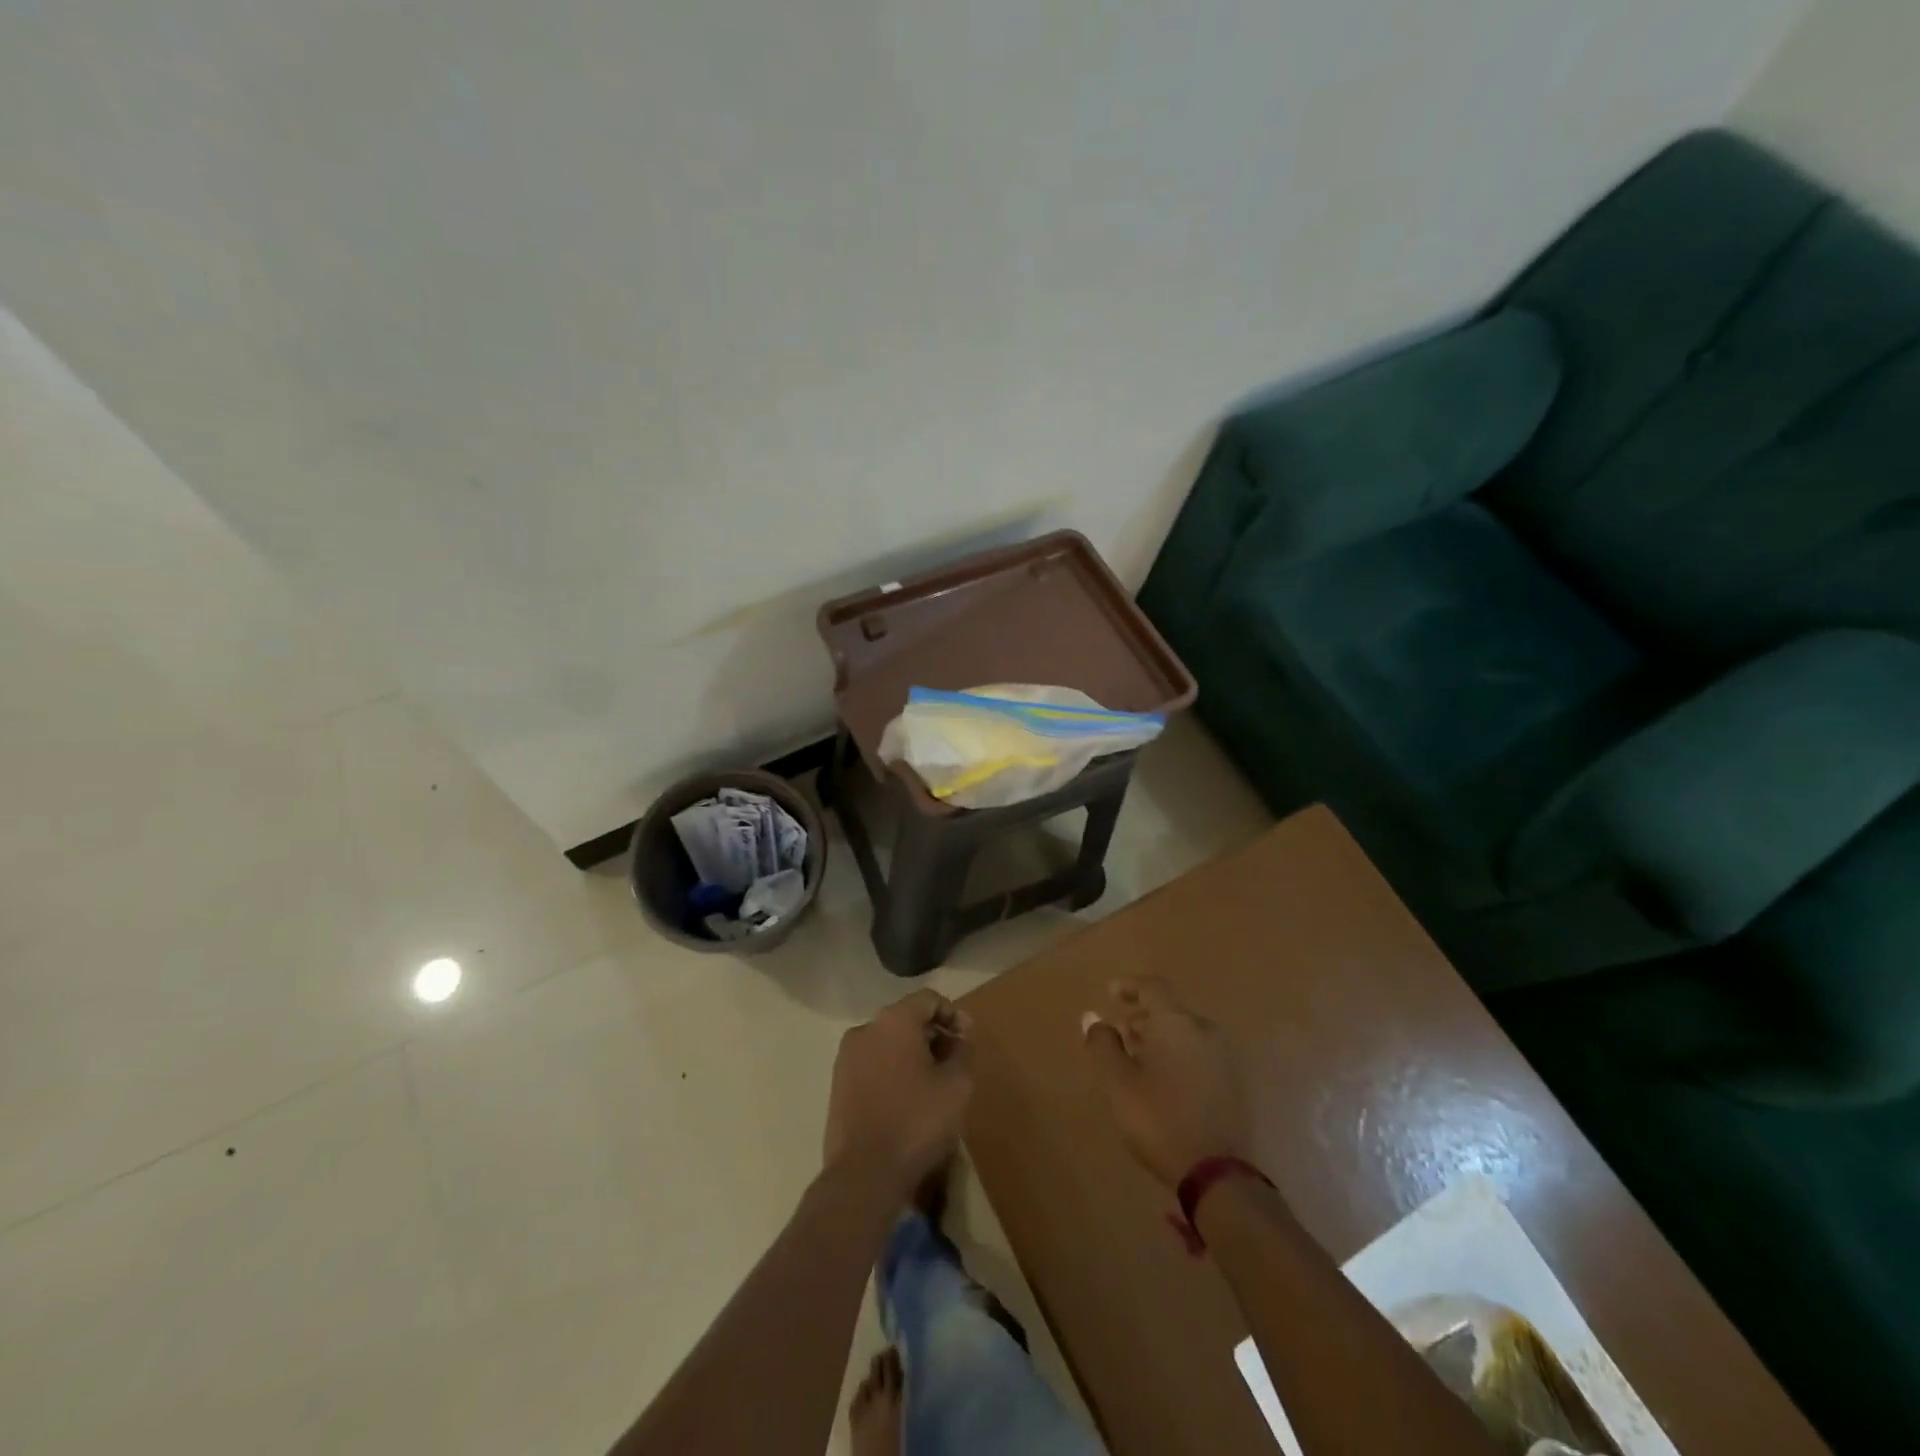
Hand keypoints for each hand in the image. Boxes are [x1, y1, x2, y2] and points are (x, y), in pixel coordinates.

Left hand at [823, 990, 973, 1199]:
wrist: (863, 1174)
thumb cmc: (917, 1121)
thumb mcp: (957, 1085)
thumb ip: (962, 1052)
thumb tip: (959, 1039)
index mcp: (894, 1020)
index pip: (928, 999)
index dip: (953, 1014)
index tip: (968, 1038)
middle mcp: (866, 1029)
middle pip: (906, 1019)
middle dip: (933, 1034)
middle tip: (954, 1060)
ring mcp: (847, 1057)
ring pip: (887, 1042)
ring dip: (912, 1053)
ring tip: (932, 1082)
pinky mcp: (838, 1085)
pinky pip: (872, 1064)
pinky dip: (892, 1070)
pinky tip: (907, 1098)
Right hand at [1083, 976, 1251, 1187]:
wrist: (1217, 1174)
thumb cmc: (1159, 1118)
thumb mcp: (1118, 1082)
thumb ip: (1103, 1044)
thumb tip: (1092, 1016)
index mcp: (1177, 1023)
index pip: (1153, 987)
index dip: (1129, 986)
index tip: (1110, 993)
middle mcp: (1204, 1030)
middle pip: (1170, 1010)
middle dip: (1143, 1016)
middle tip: (1120, 1031)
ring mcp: (1223, 1057)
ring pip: (1185, 1032)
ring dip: (1160, 1036)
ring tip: (1138, 1057)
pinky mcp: (1233, 1082)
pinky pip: (1198, 1052)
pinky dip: (1177, 1053)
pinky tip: (1163, 1078)